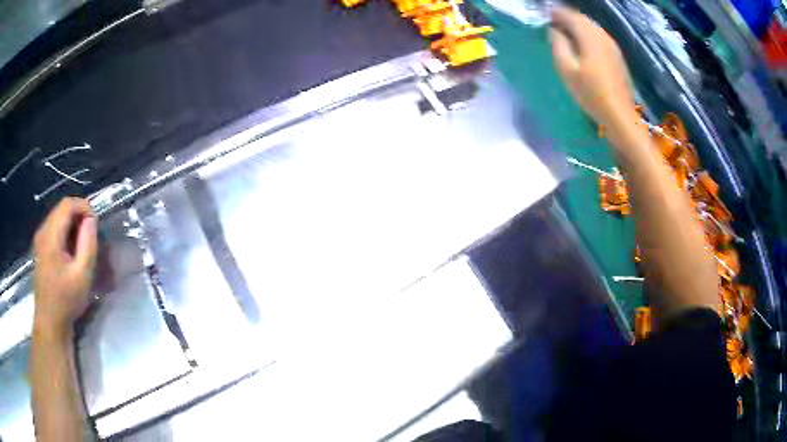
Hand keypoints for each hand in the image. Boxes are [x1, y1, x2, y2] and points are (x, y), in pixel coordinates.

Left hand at [33, 197, 97, 335]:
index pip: (67, 204)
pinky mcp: (41, 248)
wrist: (50, 321)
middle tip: (92, 234)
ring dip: (72, 224)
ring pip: (58, 218)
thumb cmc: (66, 300)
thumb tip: (90, 220)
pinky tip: (72, 250)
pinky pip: (54, 229)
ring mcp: (40, 239)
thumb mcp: (82, 275)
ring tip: (83, 243)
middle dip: (79, 215)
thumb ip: (87, 244)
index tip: (96, 223)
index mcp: (51, 235)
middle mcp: (43, 231)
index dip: (84, 206)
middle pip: (62, 209)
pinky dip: (65, 232)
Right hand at [550, 7, 635, 128]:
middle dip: (568, 18)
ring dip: (579, 26)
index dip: (557, 13)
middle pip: (583, 20)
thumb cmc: (591, 94)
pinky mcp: (617, 57)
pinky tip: (583, 45)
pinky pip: (600, 37)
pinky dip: (588, 35)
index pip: (571, 16)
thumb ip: (558, 46)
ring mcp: (613, 47)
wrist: (620, 116)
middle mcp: (603, 37)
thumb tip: (554, 31)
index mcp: (590, 38)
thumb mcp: (567, 71)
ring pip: (593, 28)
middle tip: (554, 23)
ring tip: (566, 33)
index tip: (546, 15)